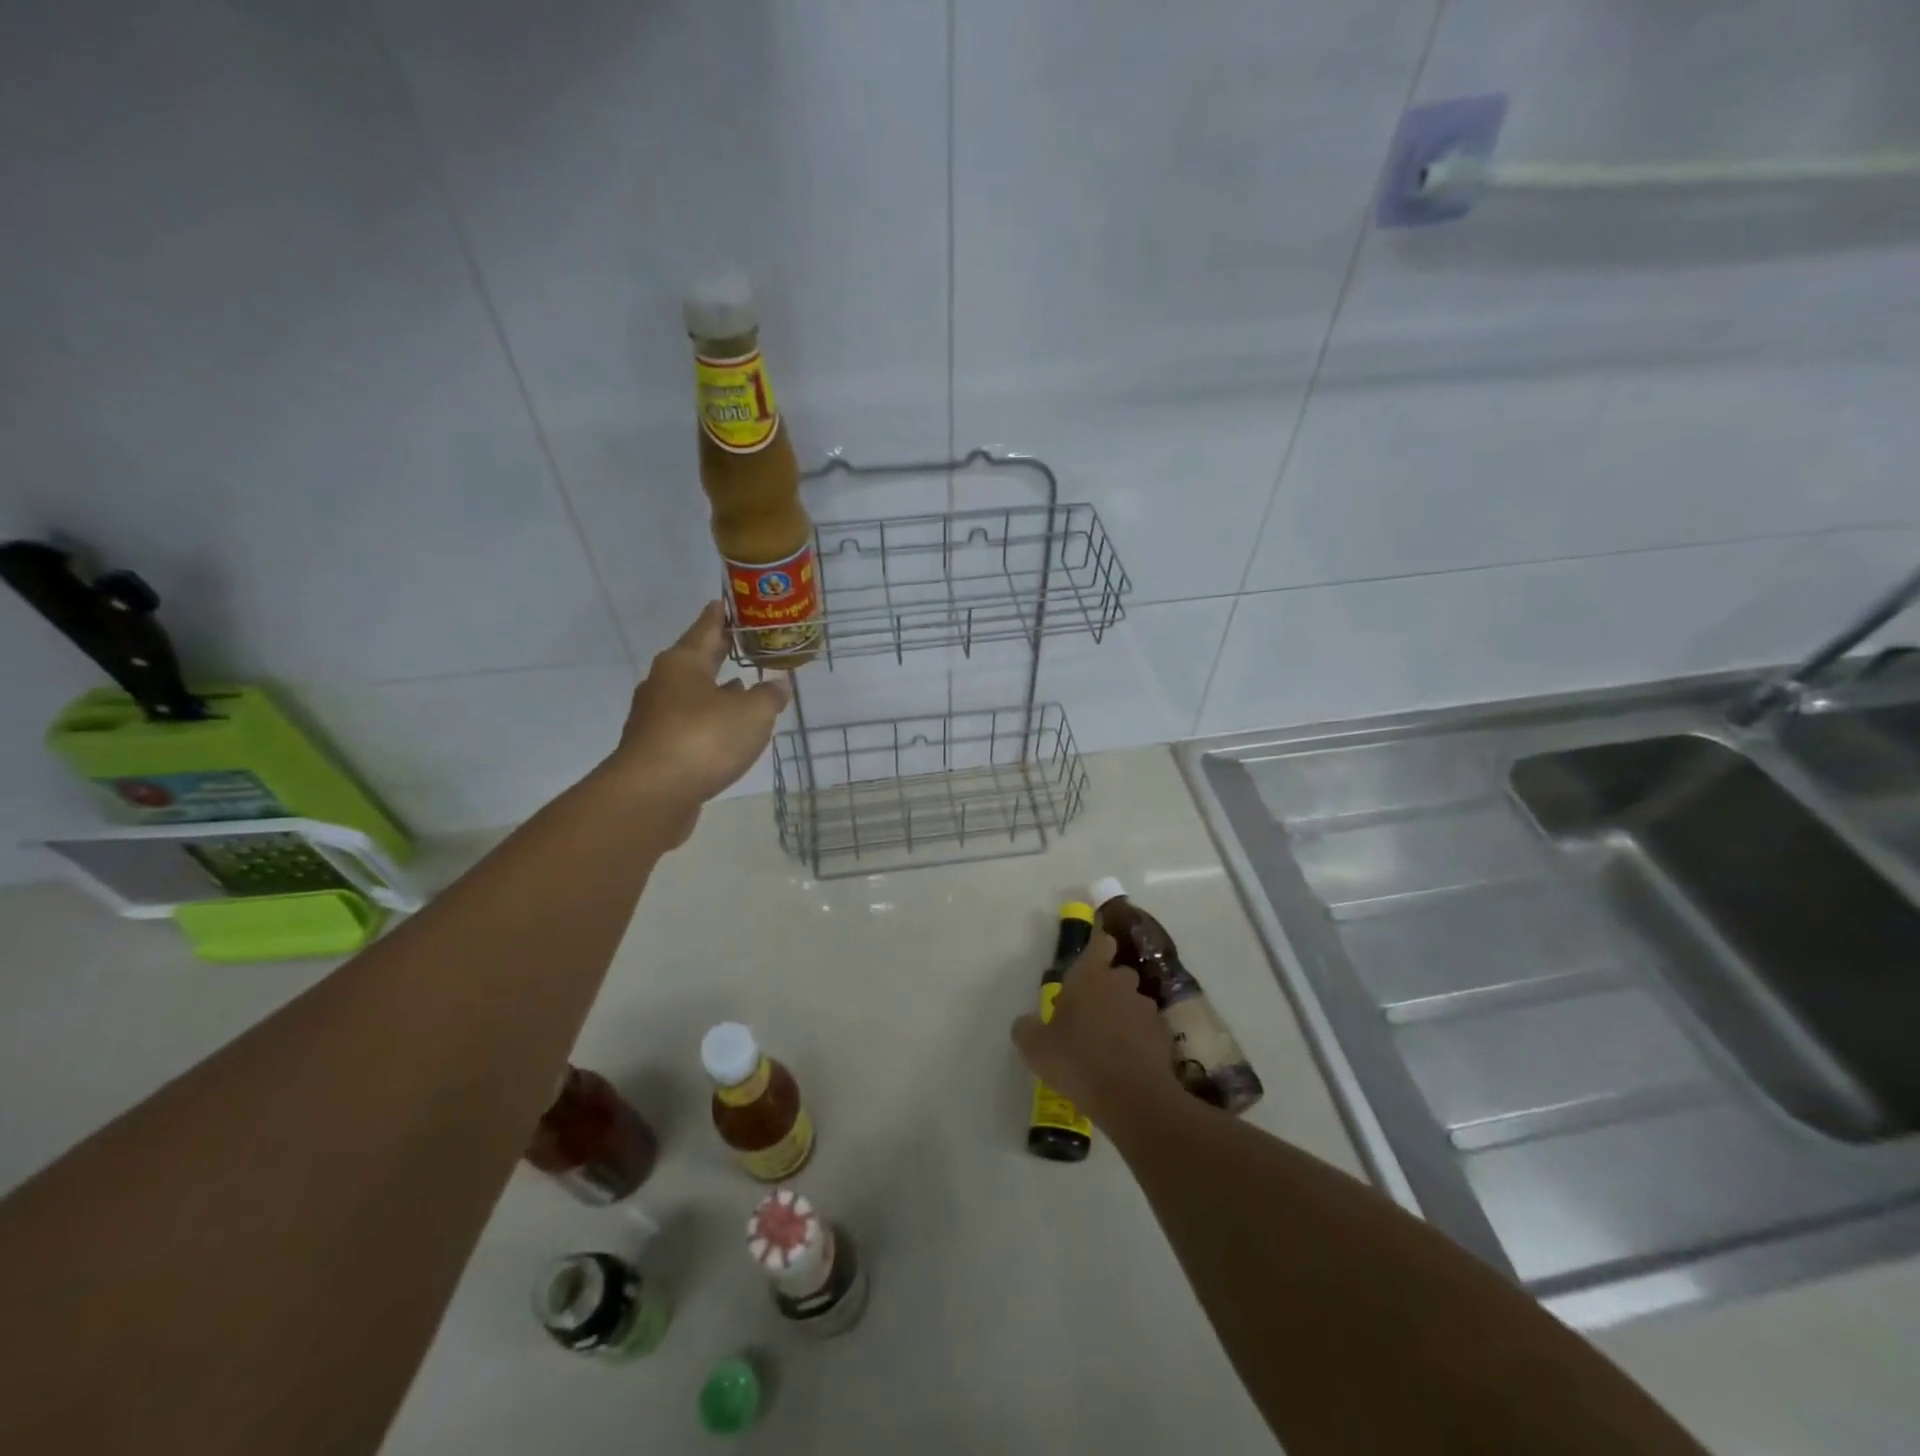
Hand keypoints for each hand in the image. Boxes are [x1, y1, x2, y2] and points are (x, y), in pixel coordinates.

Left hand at [601, 601, 790, 842]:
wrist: (652, 795)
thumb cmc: (704, 740)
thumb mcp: (753, 713)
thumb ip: (769, 696)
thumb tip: (778, 685)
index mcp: (683, 663)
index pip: (706, 628)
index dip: (722, 615)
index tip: (729, 602)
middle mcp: (664, 684)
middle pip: (697, 660)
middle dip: (720, 653)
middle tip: (744, 642)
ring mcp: (656, 717)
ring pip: (692, 694)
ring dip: (716, 690)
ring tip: (742, 687)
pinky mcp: (657, 748)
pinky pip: (689, 724)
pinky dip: (709, 720)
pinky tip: (726, 730)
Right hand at [1011, 928, 1178, 1127]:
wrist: (1133, 1099)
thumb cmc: (1078, 1061)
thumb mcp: (1035, 1048)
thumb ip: (1026, 1028)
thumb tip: (1025, 1022)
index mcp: (1090, 976)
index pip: (1100, 942)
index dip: (1098, 943)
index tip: (1093, 951)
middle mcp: (1121, 984)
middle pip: (1118, 973)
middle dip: (1107, 987)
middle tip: (1089, 1011)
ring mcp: (1147, 1010)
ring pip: (1134, 1002)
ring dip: (1123, 1014)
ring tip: (1109, 1042)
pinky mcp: (1164, 1037)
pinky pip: (1147, 1030)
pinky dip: (1139, 1039)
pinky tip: (1126, 1063)